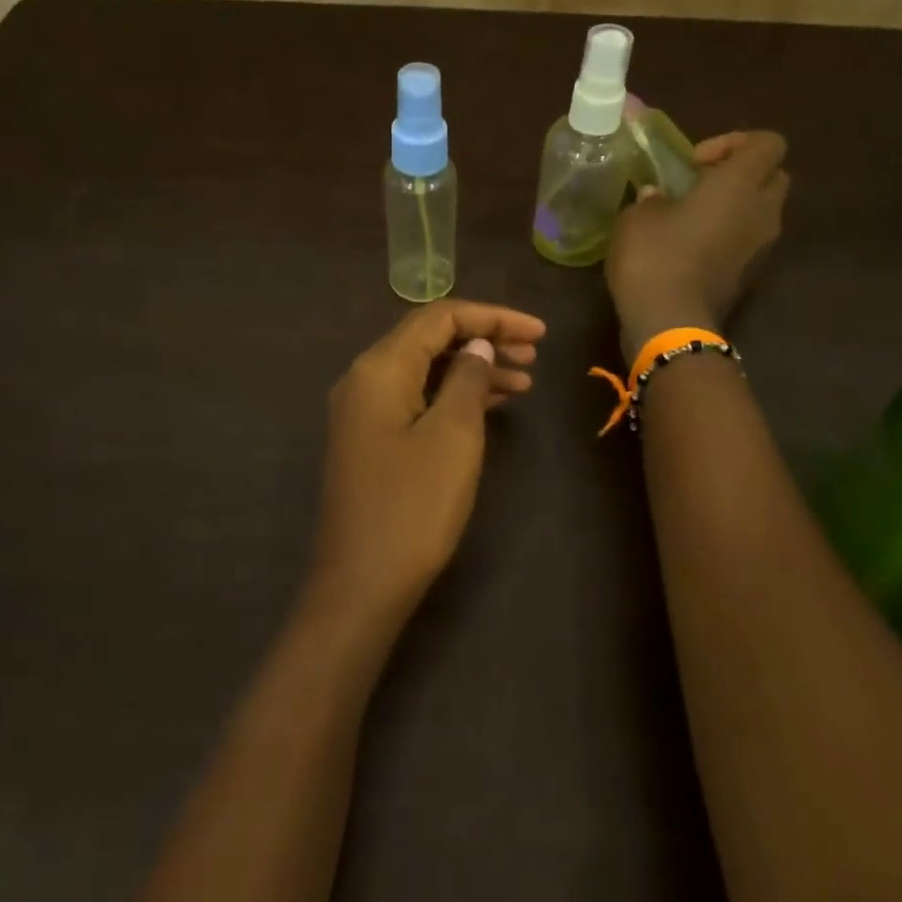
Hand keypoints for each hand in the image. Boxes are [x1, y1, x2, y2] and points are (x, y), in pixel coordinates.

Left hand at [307, 301, 545, 625]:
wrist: (361, 584)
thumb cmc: (413, 506)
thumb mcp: (453, 435)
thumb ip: (468, 378)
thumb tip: (477, 345)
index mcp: (380, 368)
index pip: (439, 317)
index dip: (493, 317)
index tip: (540, 333)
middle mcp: (364, 380)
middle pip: (430, 340)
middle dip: (484, 339)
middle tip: (535, 355)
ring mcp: (364, 413)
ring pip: (426, 372)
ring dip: (473, 370)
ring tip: (525, 382)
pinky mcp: (372, 441)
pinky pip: (417, 401)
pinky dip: (454, 397)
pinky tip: (490, 406)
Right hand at [606, 130, 789, 359]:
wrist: (670, 325)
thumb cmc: (655, 258)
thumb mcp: (636, 218)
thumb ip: (652, 199)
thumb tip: (658, 197)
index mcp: (740, 185)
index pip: (768, 142)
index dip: (734, 142)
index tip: (696, 163)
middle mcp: (763, 212)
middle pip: (772, 177)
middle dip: (741, 175)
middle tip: (700, 186)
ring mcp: (762, 248)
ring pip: (761, 213)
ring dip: (734, 210)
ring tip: (691, 220)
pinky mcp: (750, 277)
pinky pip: (747, 243)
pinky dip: (727, 239)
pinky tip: (690, 250)